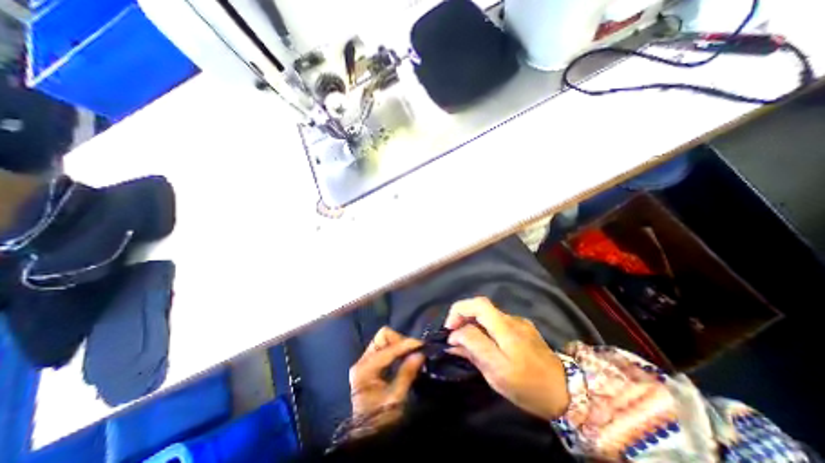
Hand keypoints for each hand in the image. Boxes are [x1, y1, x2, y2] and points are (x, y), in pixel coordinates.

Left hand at [348, 327, 424, 421]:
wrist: (368, 437)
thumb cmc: (380, 420)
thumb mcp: (395, 398)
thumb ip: (407, 373)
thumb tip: (420, 354)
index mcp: (365, 369)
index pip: (388, 348)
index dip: (406, 344)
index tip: (421, 344)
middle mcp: (362, 361)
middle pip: (382, 337)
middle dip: (399, 340)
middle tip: (413, 350)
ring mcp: (364, 363)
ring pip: (383, 341)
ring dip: (398, 344)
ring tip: (411, 353)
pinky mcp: (369, 366)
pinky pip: (383, 349)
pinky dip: (395, 350)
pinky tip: (404, 357)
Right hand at [445, 299, 567, 421]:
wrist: (566, 391)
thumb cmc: (528, 388)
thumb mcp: (497, 375)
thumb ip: (474, 351)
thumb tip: (454, 338)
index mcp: (506, 332)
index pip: (478, 306)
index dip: (459, 312)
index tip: (450, 331)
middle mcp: (512, 320)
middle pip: (480, 305)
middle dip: (462, 314)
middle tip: (453, 332)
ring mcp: (518, 321)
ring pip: (487, 313)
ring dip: (471, 320)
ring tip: (465, 337)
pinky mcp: (523, 325)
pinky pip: (496, 319)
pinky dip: (483, 324)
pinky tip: (484, 339)